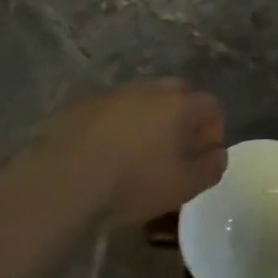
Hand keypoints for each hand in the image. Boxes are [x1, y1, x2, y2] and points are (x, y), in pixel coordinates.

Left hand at [0, 79, 227, 226]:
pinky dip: (116, 123)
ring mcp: (112, 93)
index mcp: (178, 105)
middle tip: (176, 146)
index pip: (210, 104)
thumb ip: (210, 168)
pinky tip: (104, 151)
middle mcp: (148, 90)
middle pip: (177, 92)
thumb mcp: (182, 187)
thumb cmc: (131, 184)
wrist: (60, 183)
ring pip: (141, 98)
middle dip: (183, 115)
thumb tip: (218, 154)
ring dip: (148, 116)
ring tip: (138, 149)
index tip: (206, 152)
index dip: (214, 126)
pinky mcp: (81, 104)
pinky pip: (110, 108)